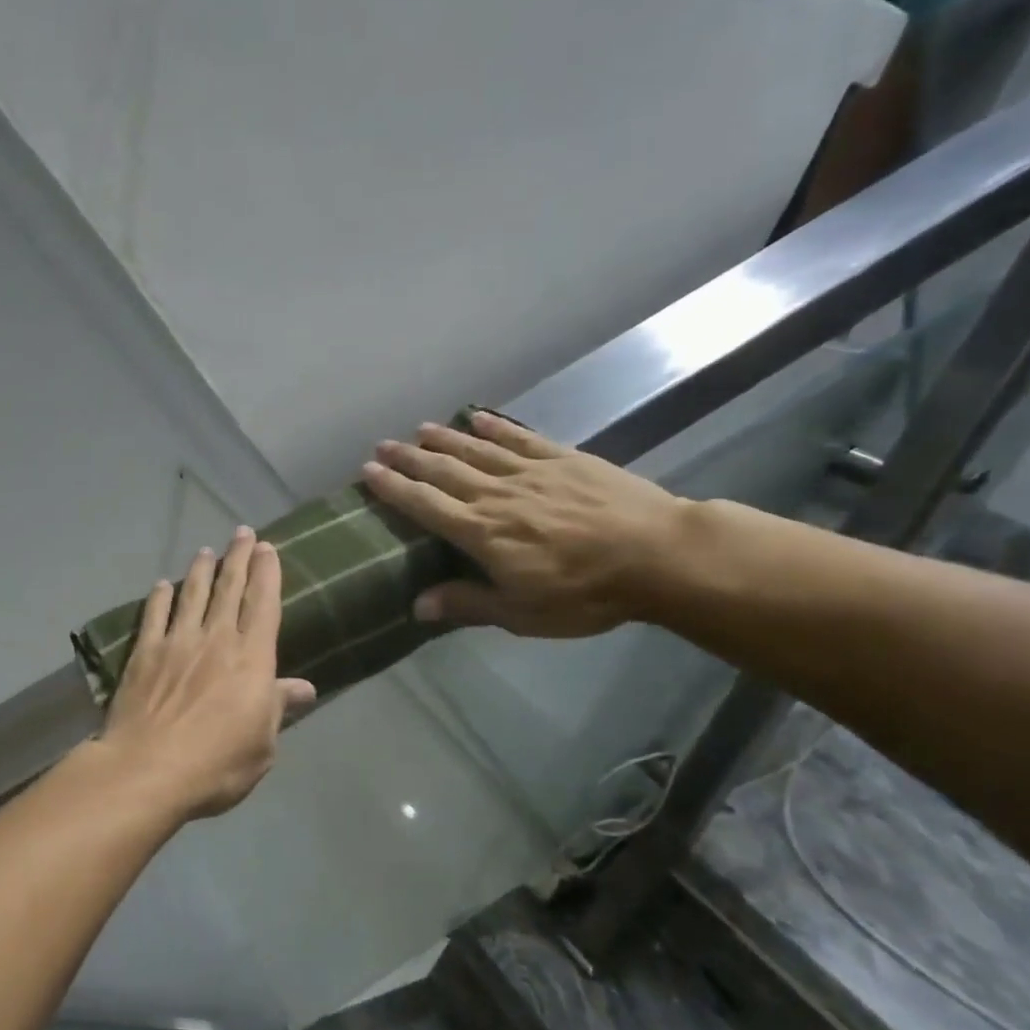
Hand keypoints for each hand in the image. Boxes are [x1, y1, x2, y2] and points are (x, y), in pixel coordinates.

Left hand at [95, 527, 317, 820]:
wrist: (148, 769)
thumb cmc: (217, 765)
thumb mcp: (262, 745)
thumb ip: (278, 708)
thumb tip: (305, 688)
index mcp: (252, 659)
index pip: (264, 604)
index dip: (267, 573)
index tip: (268, 548)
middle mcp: (216, 639)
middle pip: (230, 589)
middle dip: (238, 558)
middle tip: (242, 533)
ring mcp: (177, 642)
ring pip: (193, 594)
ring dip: (201, 570)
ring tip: (206, 551)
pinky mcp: (144, 653)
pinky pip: (154, 615)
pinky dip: (160, 597)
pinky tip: (162, 584)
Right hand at [360, 409, 688, 637]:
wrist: (659, 555)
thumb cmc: (586, 593)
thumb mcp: (522, 613)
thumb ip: (468, 604)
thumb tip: (417, 606)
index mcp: (482, 532)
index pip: (426, 505)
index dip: (394, 488)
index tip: (369, 472)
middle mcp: (497, 495)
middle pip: (444, 471)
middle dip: (410, 459)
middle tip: (383, 446)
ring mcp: (531, 472)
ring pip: (477, 450)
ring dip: (444, 439)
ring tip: (419, 429)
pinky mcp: (564, 459)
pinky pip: (520, 438)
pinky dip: (497, 426)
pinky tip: (479, 417)